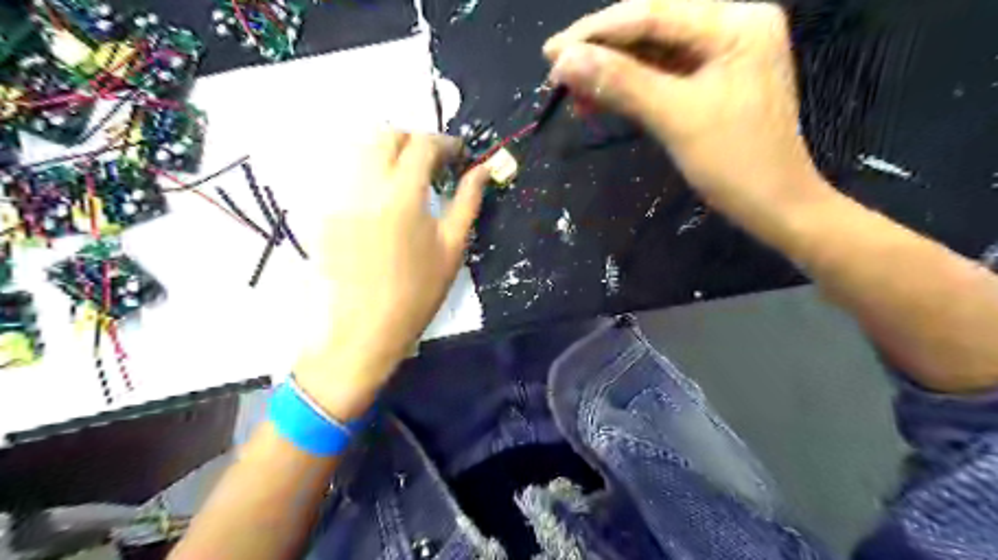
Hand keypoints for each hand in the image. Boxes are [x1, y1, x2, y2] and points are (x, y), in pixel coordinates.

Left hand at [293, 131, 487, 419]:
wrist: (367, 328)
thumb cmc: (419, 292)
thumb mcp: (453, 247)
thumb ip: (468, 200)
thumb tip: (484, 169)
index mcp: (402, 195)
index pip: (422, 145)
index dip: (446, 143)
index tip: (460, 155)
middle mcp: (366, 187)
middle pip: (387, 136)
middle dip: (415, 140)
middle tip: (435, 163)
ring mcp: (340, 198)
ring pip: (362, 150)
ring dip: (391, 152)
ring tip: (410, 178)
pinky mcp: (327, 212)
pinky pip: (349, 175)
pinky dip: (371, 173)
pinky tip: (385, 199)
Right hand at [542, 0, 831, 222]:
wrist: (775, 205)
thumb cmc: (735, 163)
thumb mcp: (675, 118)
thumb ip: (621, 83)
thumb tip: (565, 60)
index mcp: (735, 22)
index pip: (652, 14)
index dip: (595, 32)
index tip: (551, 53)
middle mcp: (731, 24)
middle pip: (651, 29)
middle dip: (601, 51)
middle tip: (556, 71)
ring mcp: (722, 53)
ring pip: (652, 53)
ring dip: (610, 72)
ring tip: (572, 91)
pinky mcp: (712, 79)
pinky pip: (662, 74)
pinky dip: (629, 88)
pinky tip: (600, 99)